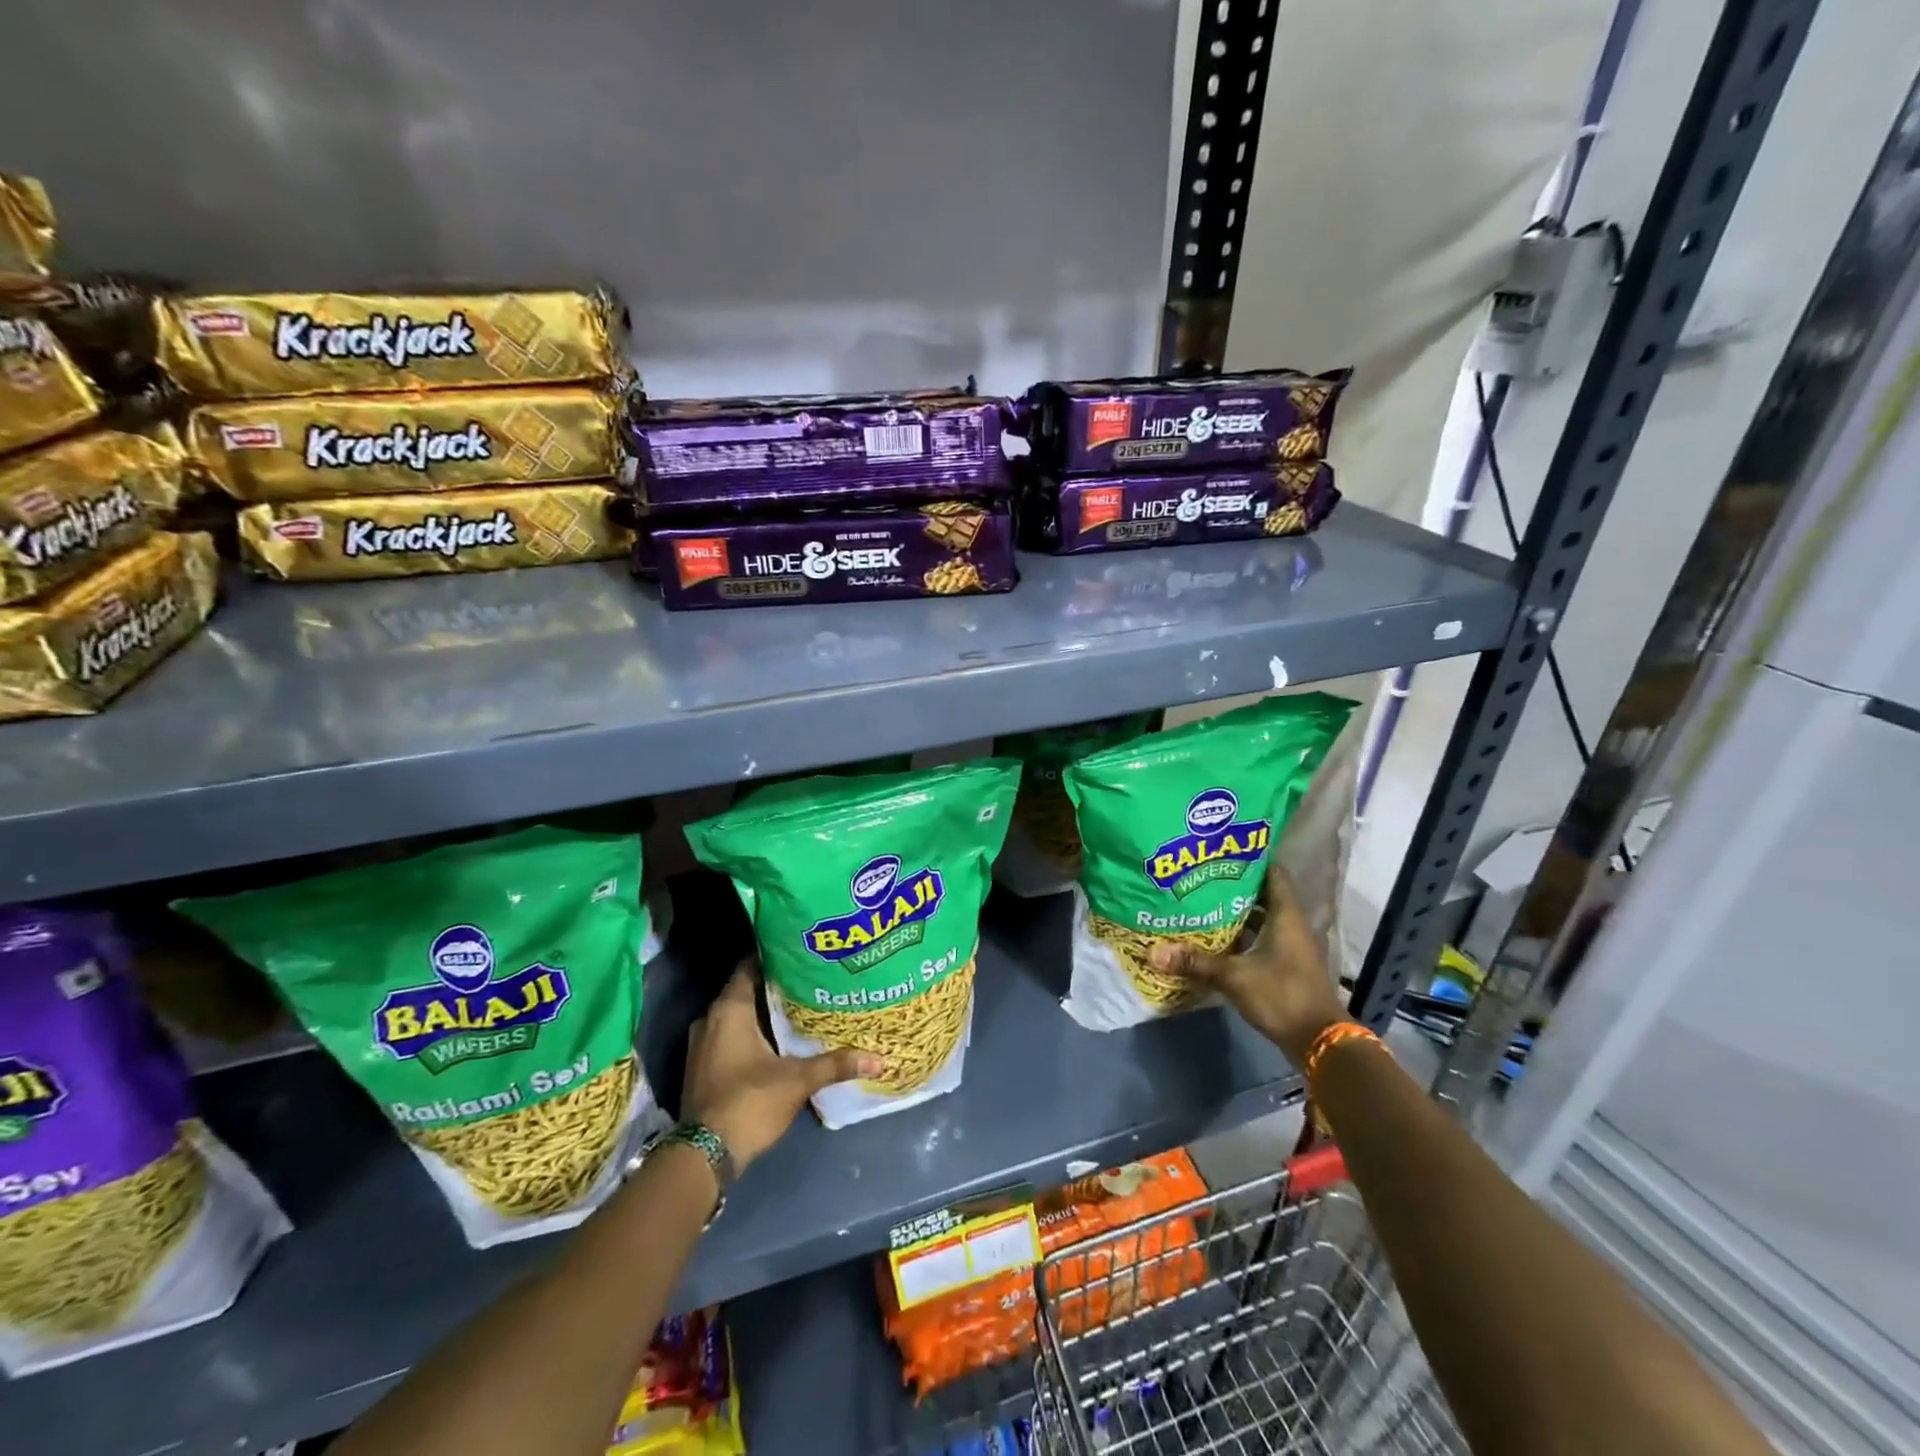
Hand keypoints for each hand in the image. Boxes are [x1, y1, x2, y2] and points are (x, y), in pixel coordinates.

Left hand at [681, 960, 882, 1169]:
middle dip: (774, 986)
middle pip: (745, 990)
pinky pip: (728, 1036)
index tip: (801, 953)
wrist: (703, 1156)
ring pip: (735, 1016)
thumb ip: (835, 1064)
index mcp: (729, 1010)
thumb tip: (878, 1059)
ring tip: (797, 1008)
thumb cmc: (749, 1102)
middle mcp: (710, 1019)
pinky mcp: (701, 1067)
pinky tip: (776, 1040)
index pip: (750, 966)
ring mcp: (701, 1045)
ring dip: (761, 1012)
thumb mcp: (798, 1081)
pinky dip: (749, 1033)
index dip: (775, 957)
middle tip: (808, 980)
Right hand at [1149, 860, 1347, 1065]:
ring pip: (1261, 920)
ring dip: (1237, 914)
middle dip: (1234, 887)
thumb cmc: (1282, 995)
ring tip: (1202, 903)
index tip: (1223, 850)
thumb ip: (1196, 962)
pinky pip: (1260, 941)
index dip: (1251, 860)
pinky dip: (1241, 938)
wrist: (1319, 1041)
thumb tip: (1153, 952)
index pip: (1273, 874)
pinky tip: (1216, 939)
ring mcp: (1290, 948)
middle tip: (1201, 876)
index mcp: (1286, 916)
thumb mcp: (1234, 977)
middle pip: (1263, 896)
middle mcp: (1291, 926)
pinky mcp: (1285, 967)